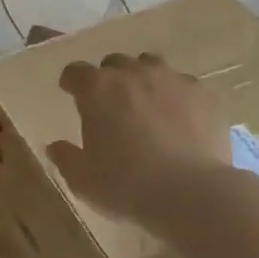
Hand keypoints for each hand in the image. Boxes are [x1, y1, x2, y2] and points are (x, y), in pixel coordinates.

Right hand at [47, 54, 226, 229]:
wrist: (192, 195)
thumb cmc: (127, 186)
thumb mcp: (83, 181)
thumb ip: (66, 158)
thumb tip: (55, 146)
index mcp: (97, 89)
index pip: (75, 71)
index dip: (72, 82)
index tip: (71, 93)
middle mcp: (132, 74)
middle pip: (114, 63)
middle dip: (110, 78)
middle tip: (112, 105)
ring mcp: (171, 79)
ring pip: (151, 65)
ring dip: (144, 78)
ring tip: (147, 104)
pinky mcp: (203, 94)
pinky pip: (185, 84)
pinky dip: (178, 96)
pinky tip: (182, 119)